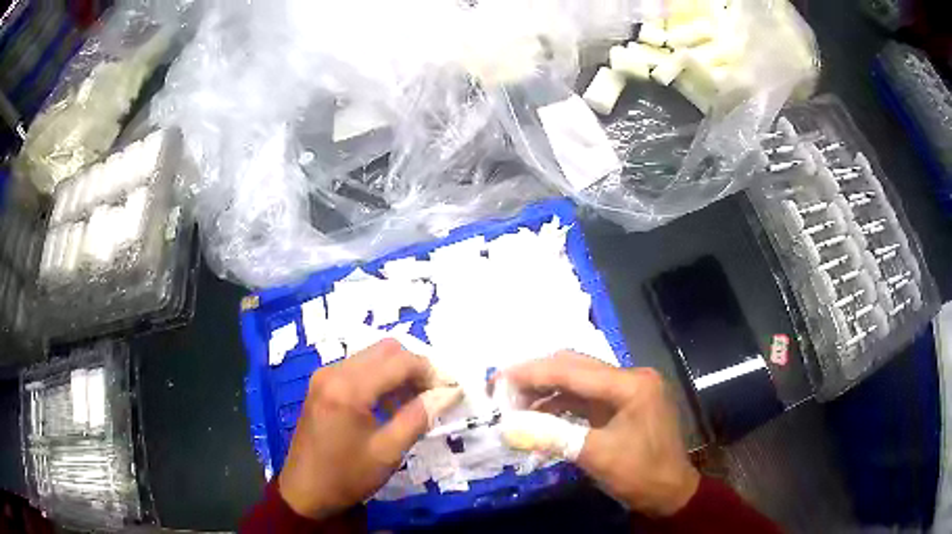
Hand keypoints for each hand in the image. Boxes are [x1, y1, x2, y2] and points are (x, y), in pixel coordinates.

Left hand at [278, 339, 461, 519]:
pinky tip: (389, 405)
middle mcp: (334, 372)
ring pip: (372, 356)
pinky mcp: (321, 384)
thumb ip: (419, 417)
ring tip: (414, 404)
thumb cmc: (346, 476)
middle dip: (415, 367)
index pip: (400, 361)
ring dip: (398, 372)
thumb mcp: (388, 452)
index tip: (450, 391)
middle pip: (386, 350)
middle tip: (433, 396)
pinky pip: (358, 368)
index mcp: (348, 388)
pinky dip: (380, 378)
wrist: (305, 491)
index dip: (431, 372)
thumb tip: (450, 393)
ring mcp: (324, 375)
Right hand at [504, 351, 699, 516]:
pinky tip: (541, 416)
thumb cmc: (640, 474)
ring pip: (579, 381)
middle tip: (503, 389)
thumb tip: (507, 427)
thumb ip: (552, 436)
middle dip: (538, 377)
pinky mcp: (624, 405)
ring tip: (516, 405)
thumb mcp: (596, 456)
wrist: (671, 494)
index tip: (498, 378)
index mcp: (631, 383)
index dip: (533, 372)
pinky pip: (587, 398)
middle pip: (576, 367)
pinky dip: (562, 405)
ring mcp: (629, 390)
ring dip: (548, 391)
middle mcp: (631, 377)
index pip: (574, 370)